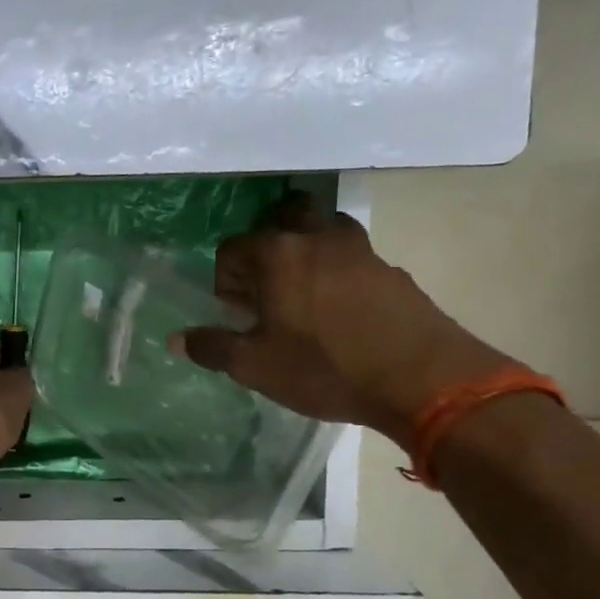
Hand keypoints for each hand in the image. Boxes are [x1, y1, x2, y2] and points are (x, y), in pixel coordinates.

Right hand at [170, 197, 509, 446]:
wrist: (423, 381)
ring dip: (307, 250)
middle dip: (267, 246)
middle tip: (267, 288)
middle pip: (284, 218)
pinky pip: (354, 259)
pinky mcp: (392, 271)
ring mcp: (361, 250)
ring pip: (324, 231)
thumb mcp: (256, 367)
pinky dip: (339, 272)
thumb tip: (176, 339)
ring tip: (303, 294)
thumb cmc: (325, 368)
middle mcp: (317, 238)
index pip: (232, 247)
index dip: (225, 279)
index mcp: (277, 255)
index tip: (235, 312)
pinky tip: (342, 313)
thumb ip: (212, 347)